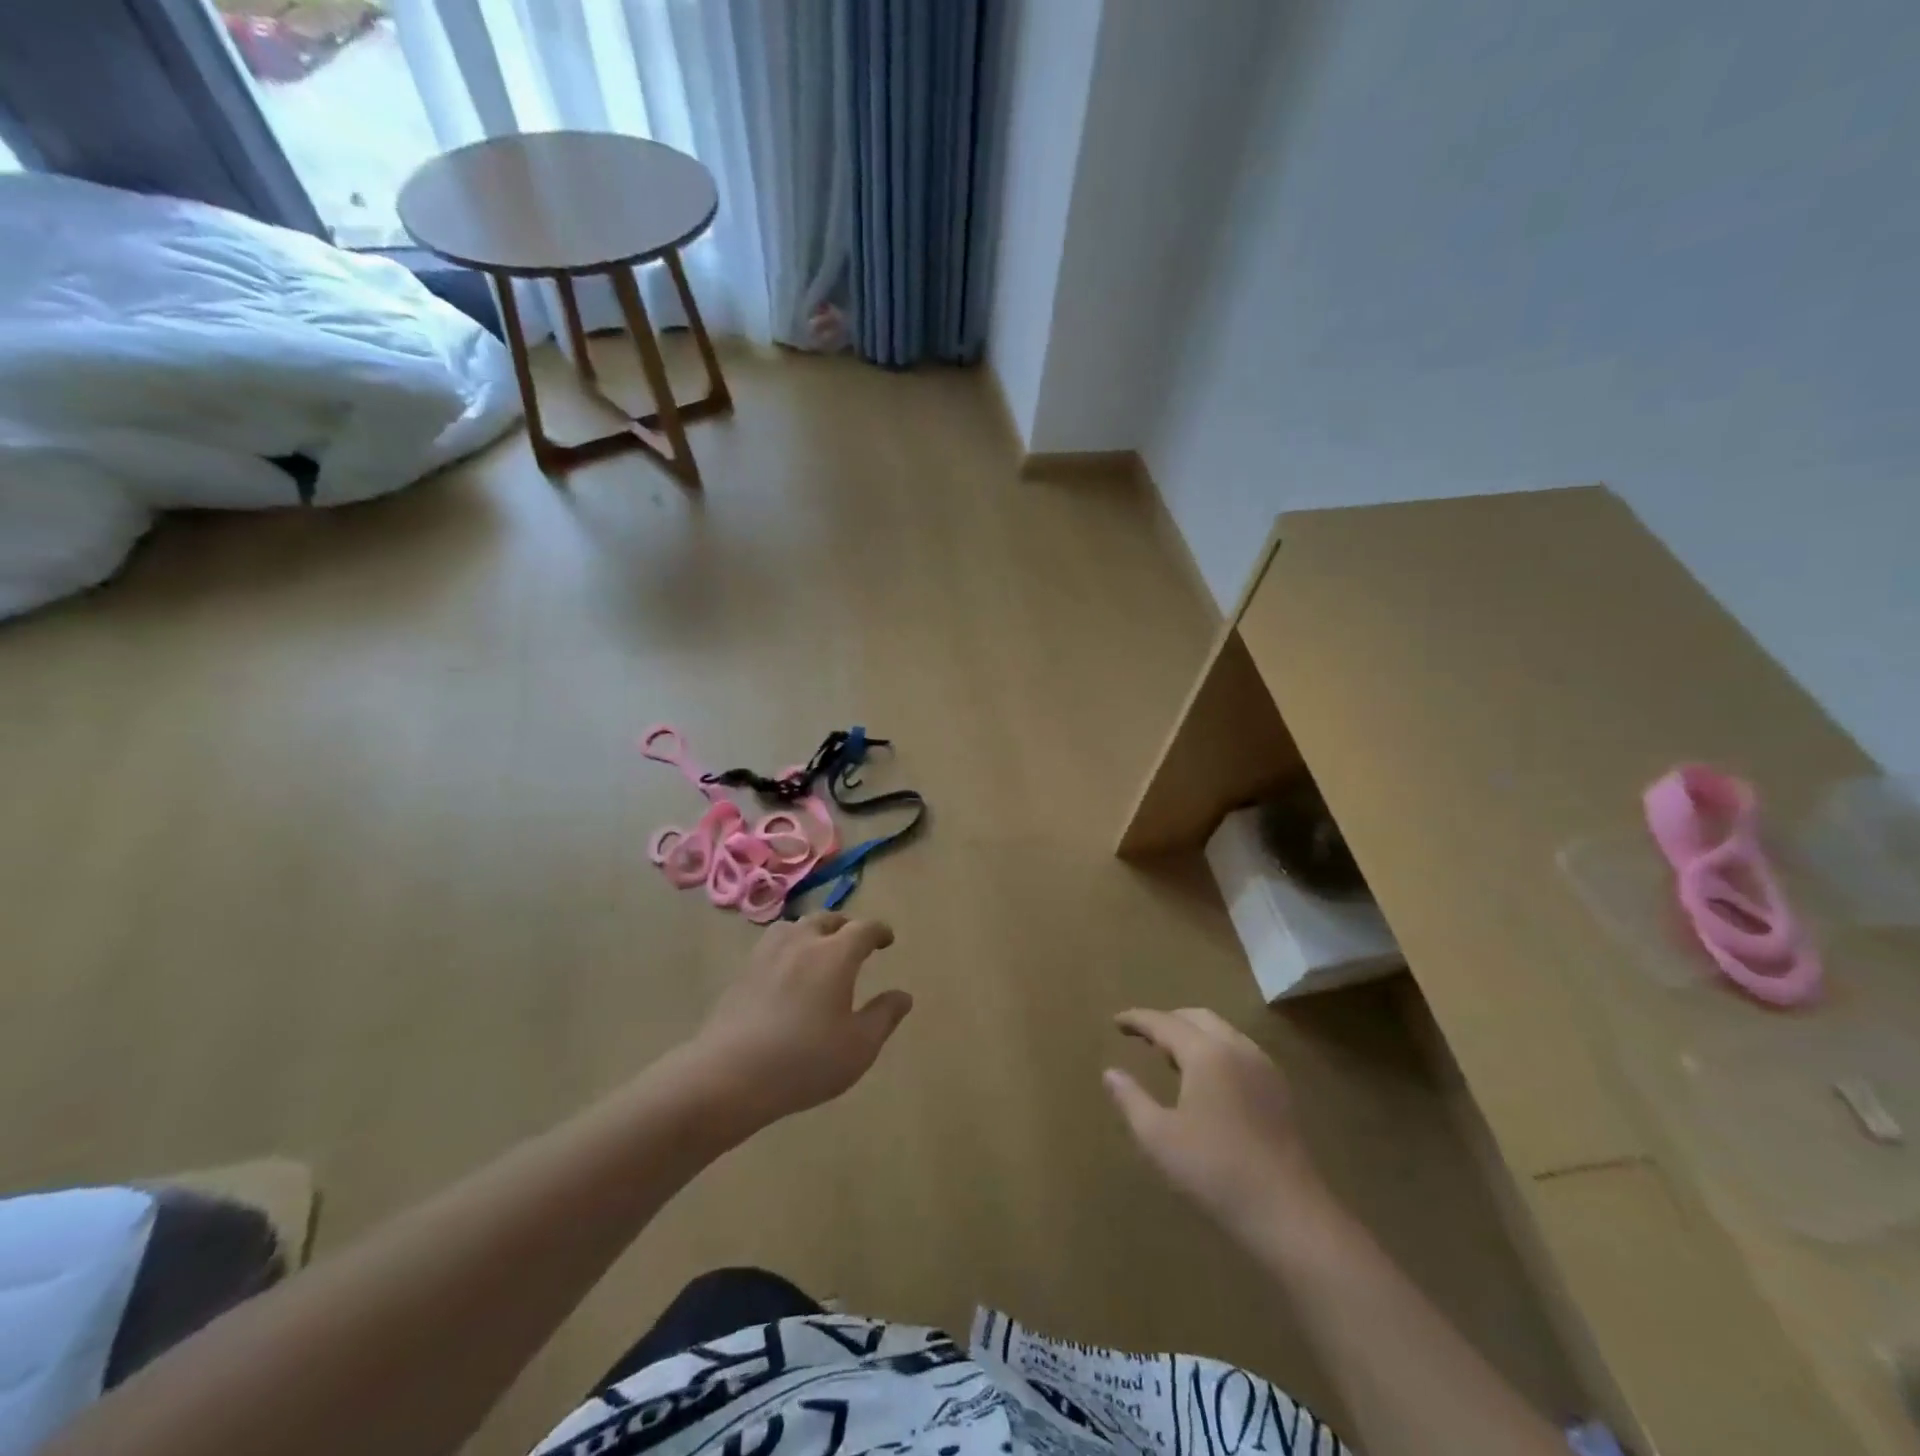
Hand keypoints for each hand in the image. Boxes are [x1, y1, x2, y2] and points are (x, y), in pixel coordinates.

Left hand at [684, 913, 912, 1132]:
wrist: (729, 1075)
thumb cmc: (804, 1061)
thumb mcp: (859, 1047)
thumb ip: (884, 1016)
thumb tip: (903, 995)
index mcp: (835, 955)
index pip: (863, 929)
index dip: (879, 931)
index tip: (887, 939)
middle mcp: (802, 943)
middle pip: (826, 919)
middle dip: (845, 926)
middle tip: (854, 942)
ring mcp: (767, 955)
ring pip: (794, 927)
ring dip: (812, 931)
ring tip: (818, 949)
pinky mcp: (742, 972)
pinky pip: (771, 946)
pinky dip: (787, 948)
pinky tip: (786, 971)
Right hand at [1104, 1008, 1333, 1241]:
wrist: (1288, 1212)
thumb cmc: (1215, 1171)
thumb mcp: (1158, 1138)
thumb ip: (1131, 1099)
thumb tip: (1110, 1072)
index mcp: (1206, 1053)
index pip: (1164, 1022)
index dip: (1137, 1019)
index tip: (1116, 1022)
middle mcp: (1237, 1048)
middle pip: (1197, 1017)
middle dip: (1167, 1021)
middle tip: (1143, 1036)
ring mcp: (1263, 1067)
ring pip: (1222, 1032)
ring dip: (1193, 1034)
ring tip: (1171, 1056)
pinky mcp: (1278, 1090)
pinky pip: (1239, 1051)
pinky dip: (1215, 1050)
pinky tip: (1207, 1080)